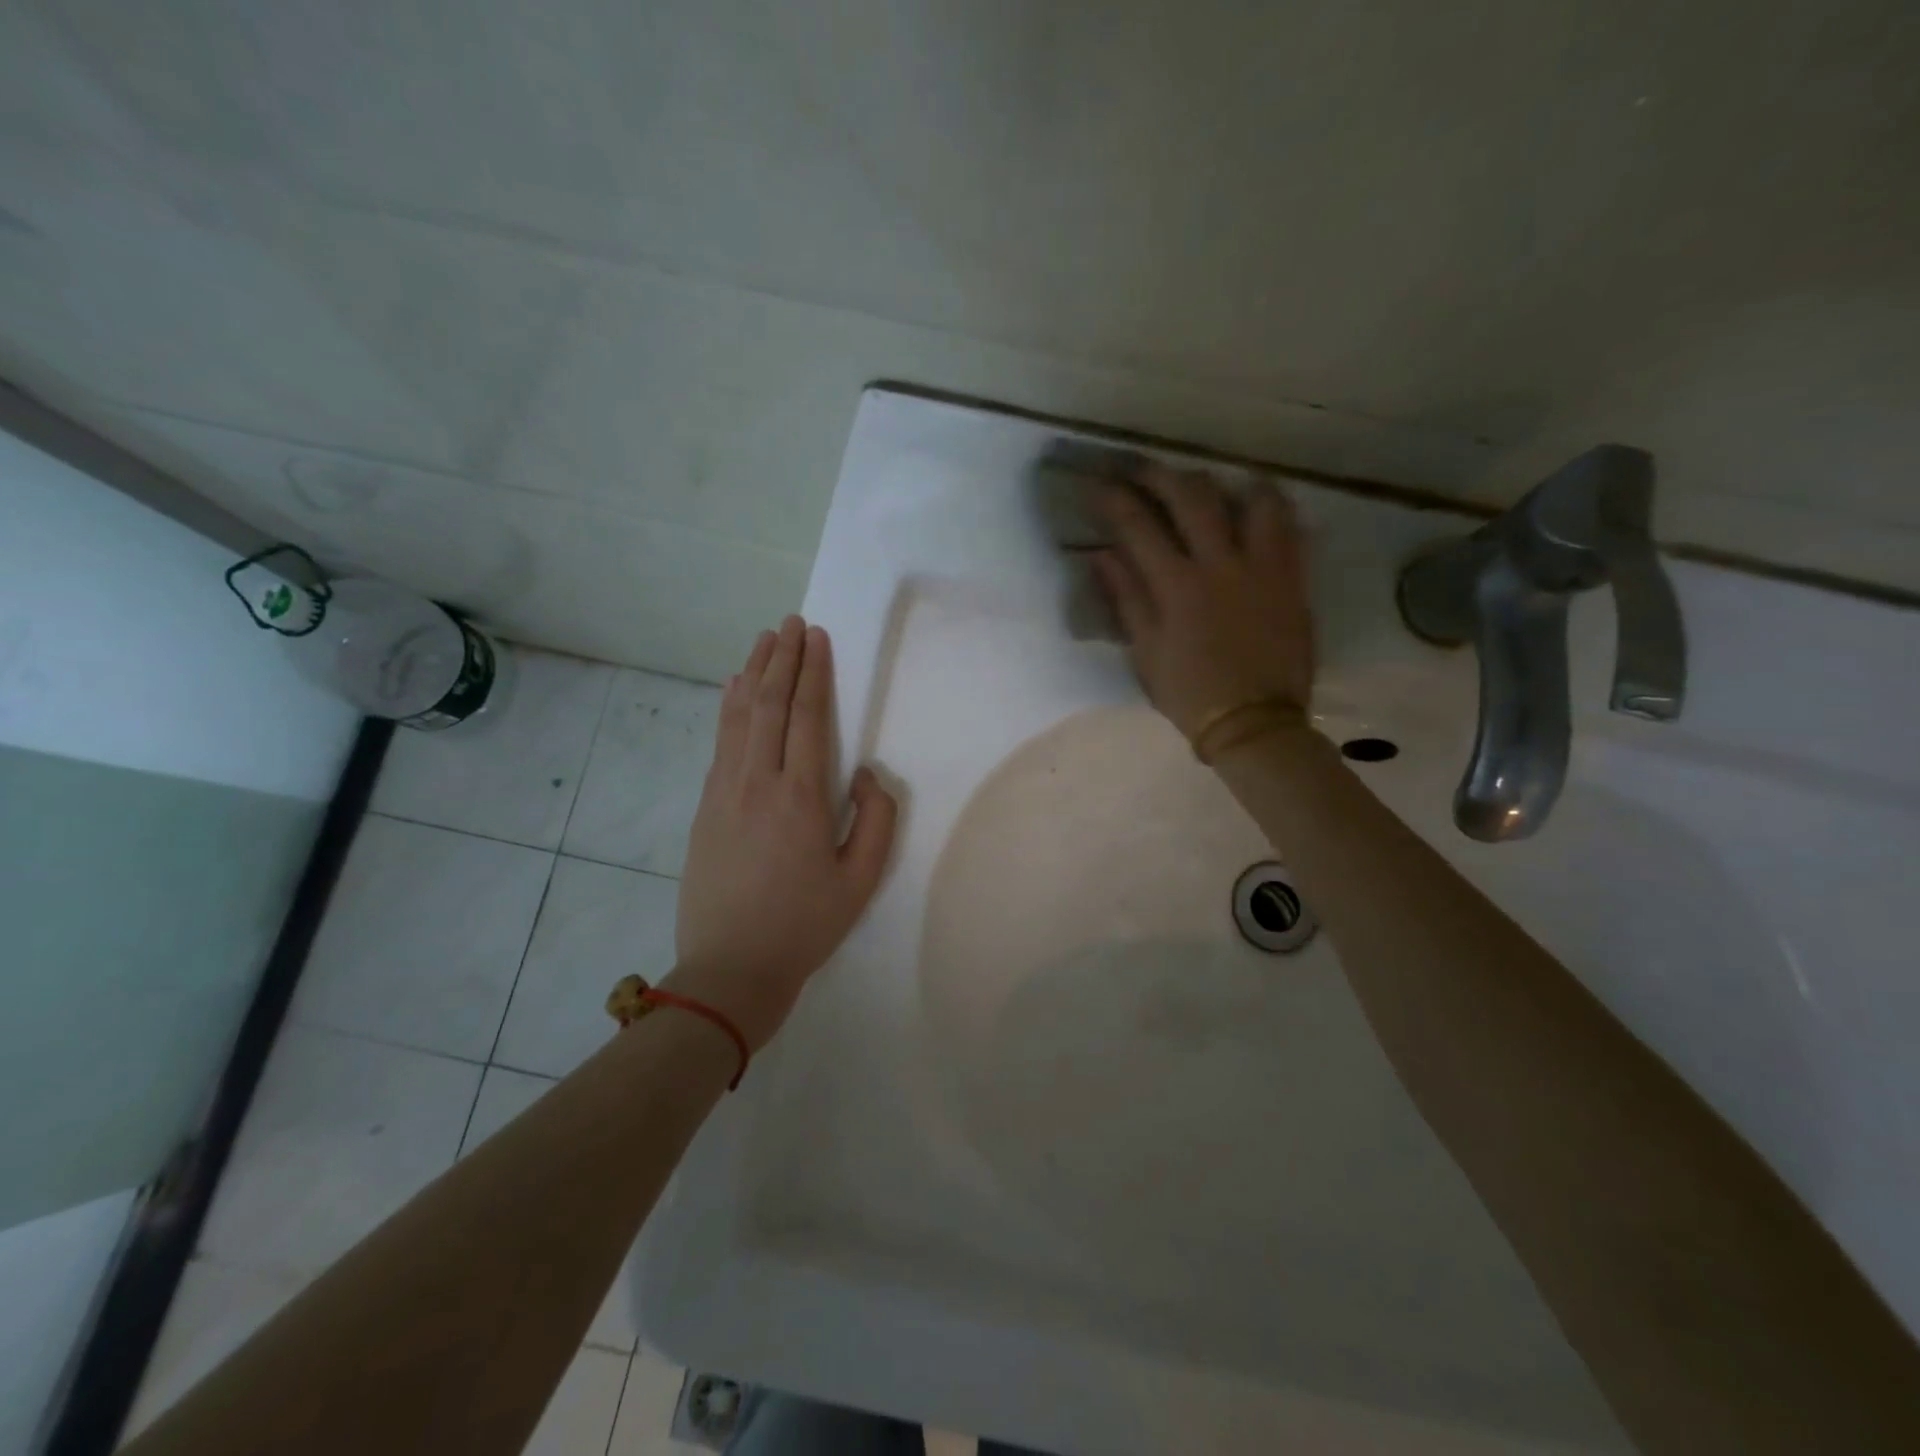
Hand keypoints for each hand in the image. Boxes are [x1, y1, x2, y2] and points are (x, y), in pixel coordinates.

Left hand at [671, 616, 897, 1050]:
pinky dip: (729, 707)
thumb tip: (866, 774)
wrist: (731, 968)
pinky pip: (720, 742)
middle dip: (782, 659)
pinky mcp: (705, 806)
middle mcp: (758, 782)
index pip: (808, 717)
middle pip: (770, 705)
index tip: (816, 637)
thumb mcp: (861, 879)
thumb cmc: (805, 925)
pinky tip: (733, 689)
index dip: (813, 673)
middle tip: (790, 623)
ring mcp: (724, 792)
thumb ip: (875, 819)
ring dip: (753, 674)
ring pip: (738, 717)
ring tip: (763, 641)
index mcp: (801, 797)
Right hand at [1091, 463, 1314, 739]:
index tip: (1097, 484)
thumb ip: (1126, 598)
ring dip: (1227, 483)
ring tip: (1212, 484)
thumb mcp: (1146, 652)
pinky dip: (1271, 510)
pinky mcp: (1294, 579)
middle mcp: (1221, 565)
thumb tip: (1101, 556)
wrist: (1254, 723)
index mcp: (1177, 586)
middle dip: (1162, 475)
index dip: (1113, 499)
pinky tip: (1257, 510)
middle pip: (1192, 498)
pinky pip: (1290, 528)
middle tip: (1144, 470)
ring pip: (1252, 500)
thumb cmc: (1190, 694)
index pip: (1138, 526)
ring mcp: (1263, 568)